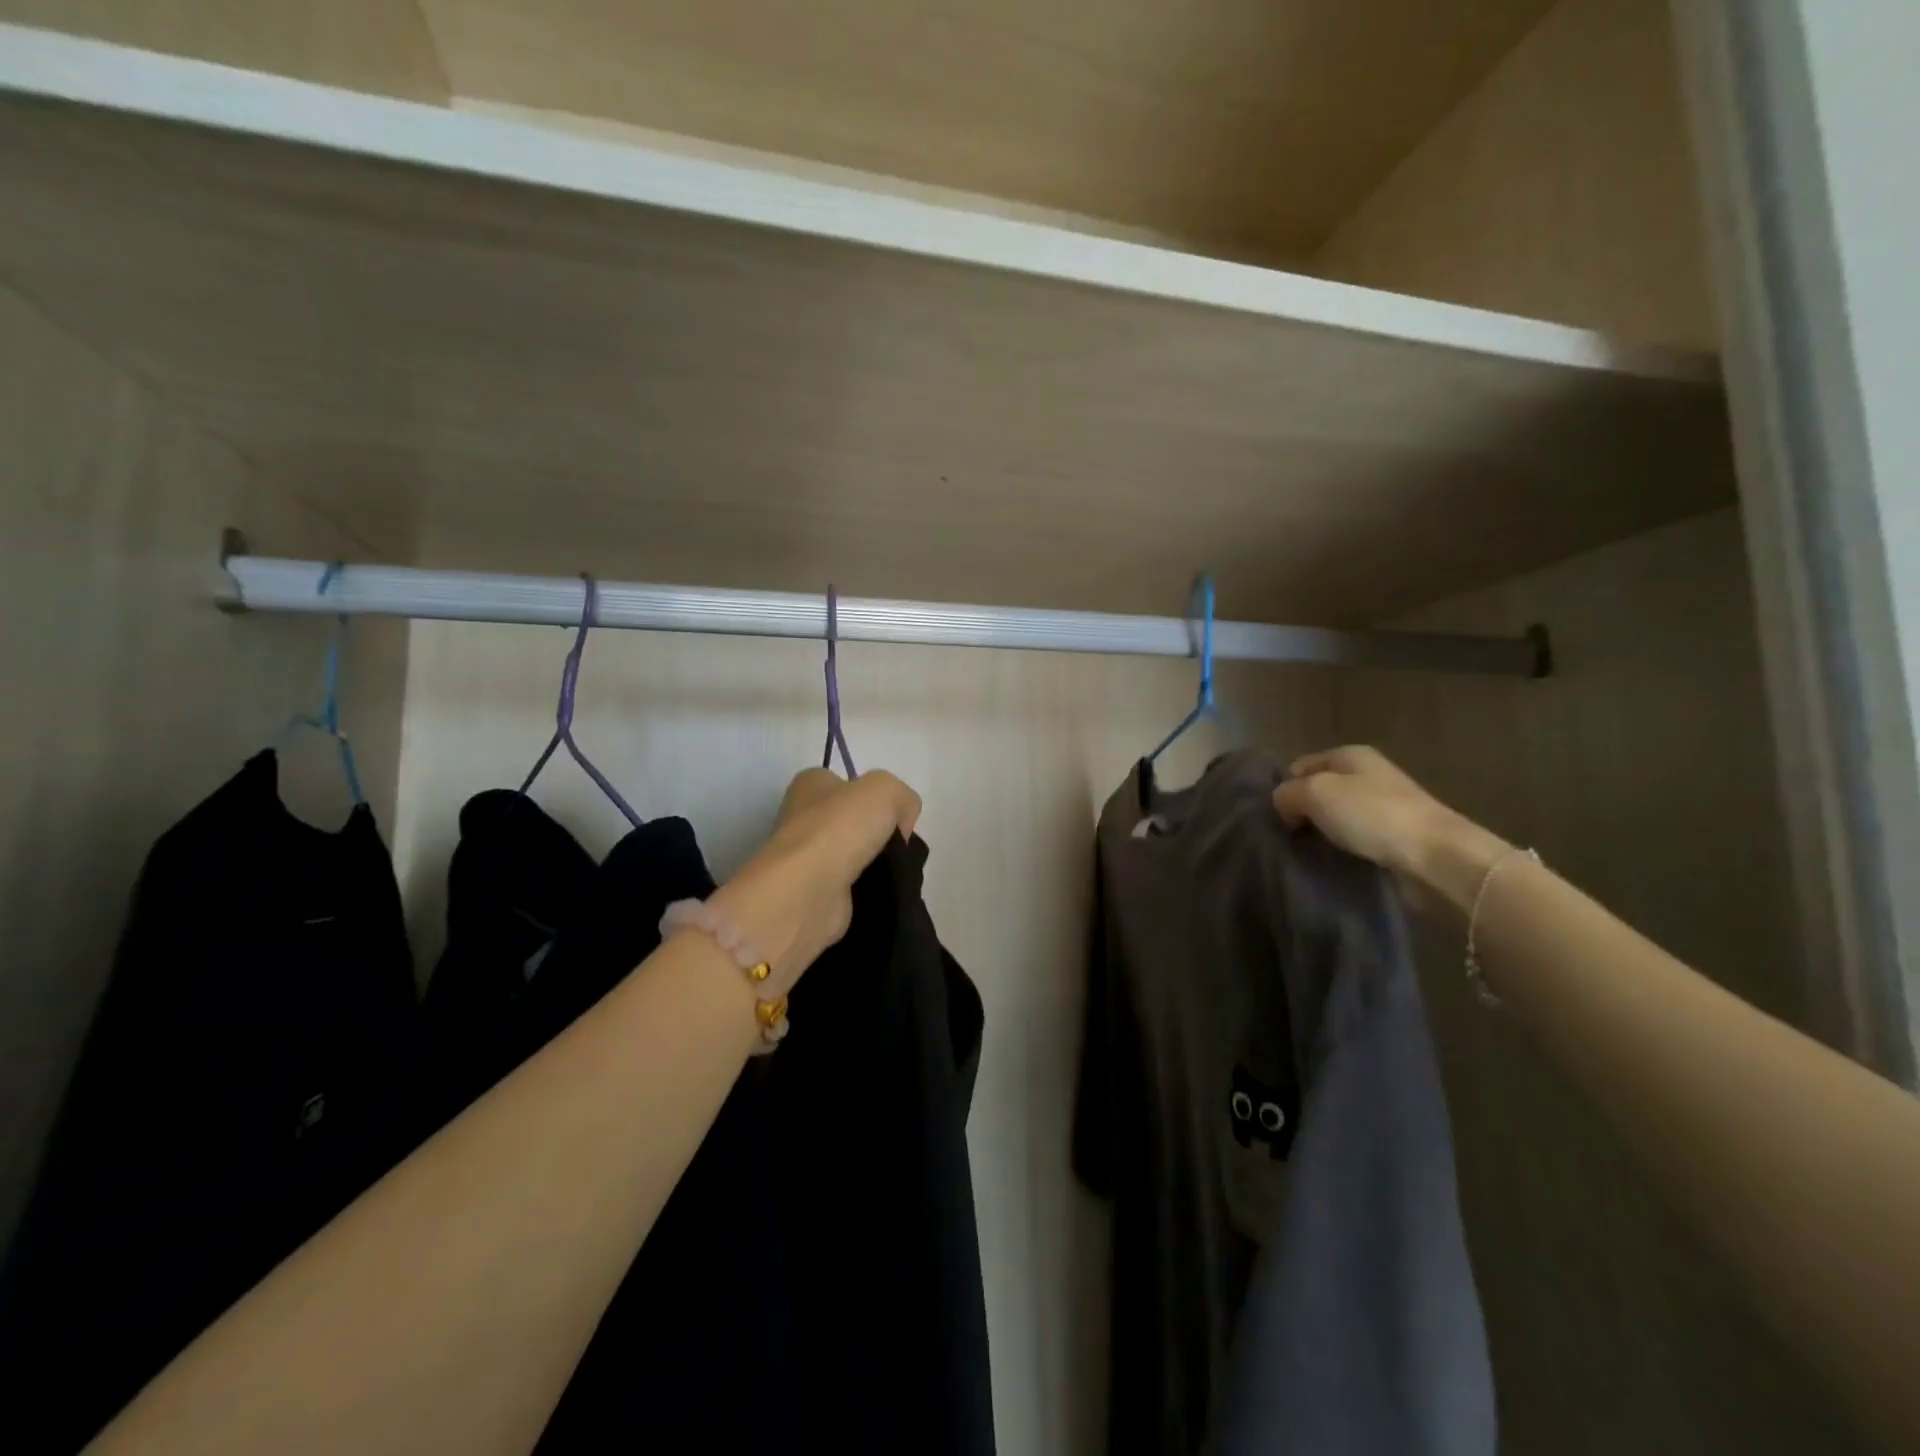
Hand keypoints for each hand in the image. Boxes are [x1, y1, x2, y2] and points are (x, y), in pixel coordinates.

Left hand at [705, 769, 921, 995]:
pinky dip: (864, 890)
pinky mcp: (811, 892)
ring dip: (873, 865)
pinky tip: (878, 893)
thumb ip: (902, 798)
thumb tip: (900, 827)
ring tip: (892, 874)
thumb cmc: (840, 828)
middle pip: (851, 821)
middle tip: (898, 849)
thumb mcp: (885, 790)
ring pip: (852, 855)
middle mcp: (801, 817)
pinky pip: (848, 886)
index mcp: (811, 784)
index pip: (847, 784)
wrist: (808, 891)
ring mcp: (804, 857)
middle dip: (877, 834)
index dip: (875, 798)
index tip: (896, 819)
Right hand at [1272, 746, 1506, 907]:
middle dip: (1301, 811)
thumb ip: (1286, 793)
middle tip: (1287, 836)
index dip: (1284, 787)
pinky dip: (1343, 848)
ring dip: (1322, 832)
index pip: (1300, 765)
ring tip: (1307, 851)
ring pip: (1337, 816)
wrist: (1435, 855)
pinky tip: (1334, 860)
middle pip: (1319, 790)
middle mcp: (1368, 774)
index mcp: (1350, 754)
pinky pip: (1356, 838)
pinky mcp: (1395, 837)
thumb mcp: (1315, 793)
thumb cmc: (1371, 814)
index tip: (1274, 816)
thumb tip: (1282, 806)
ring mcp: (1384, 806)